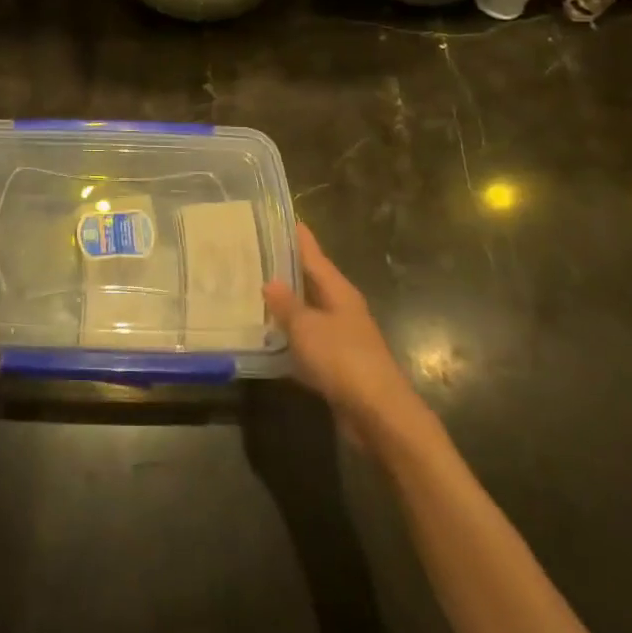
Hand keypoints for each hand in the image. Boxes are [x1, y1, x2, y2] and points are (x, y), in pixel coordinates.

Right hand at [264, 224, 436, 454]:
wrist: (379, 414)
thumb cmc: (343, 360)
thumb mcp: (307, 327)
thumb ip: (286, 305)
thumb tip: (269, 281)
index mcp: (339, 291)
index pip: (314, 255)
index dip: (297, 238)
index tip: (279, 218)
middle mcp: (342, 308)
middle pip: (311, 282)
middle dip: (285, 269)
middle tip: (253, 254)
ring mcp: (341, 337)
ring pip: (308, 312)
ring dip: (286, 305)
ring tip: (252, 293)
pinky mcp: (337, 364)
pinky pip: (308, 341)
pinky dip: (290, 337)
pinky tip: (268, 338)